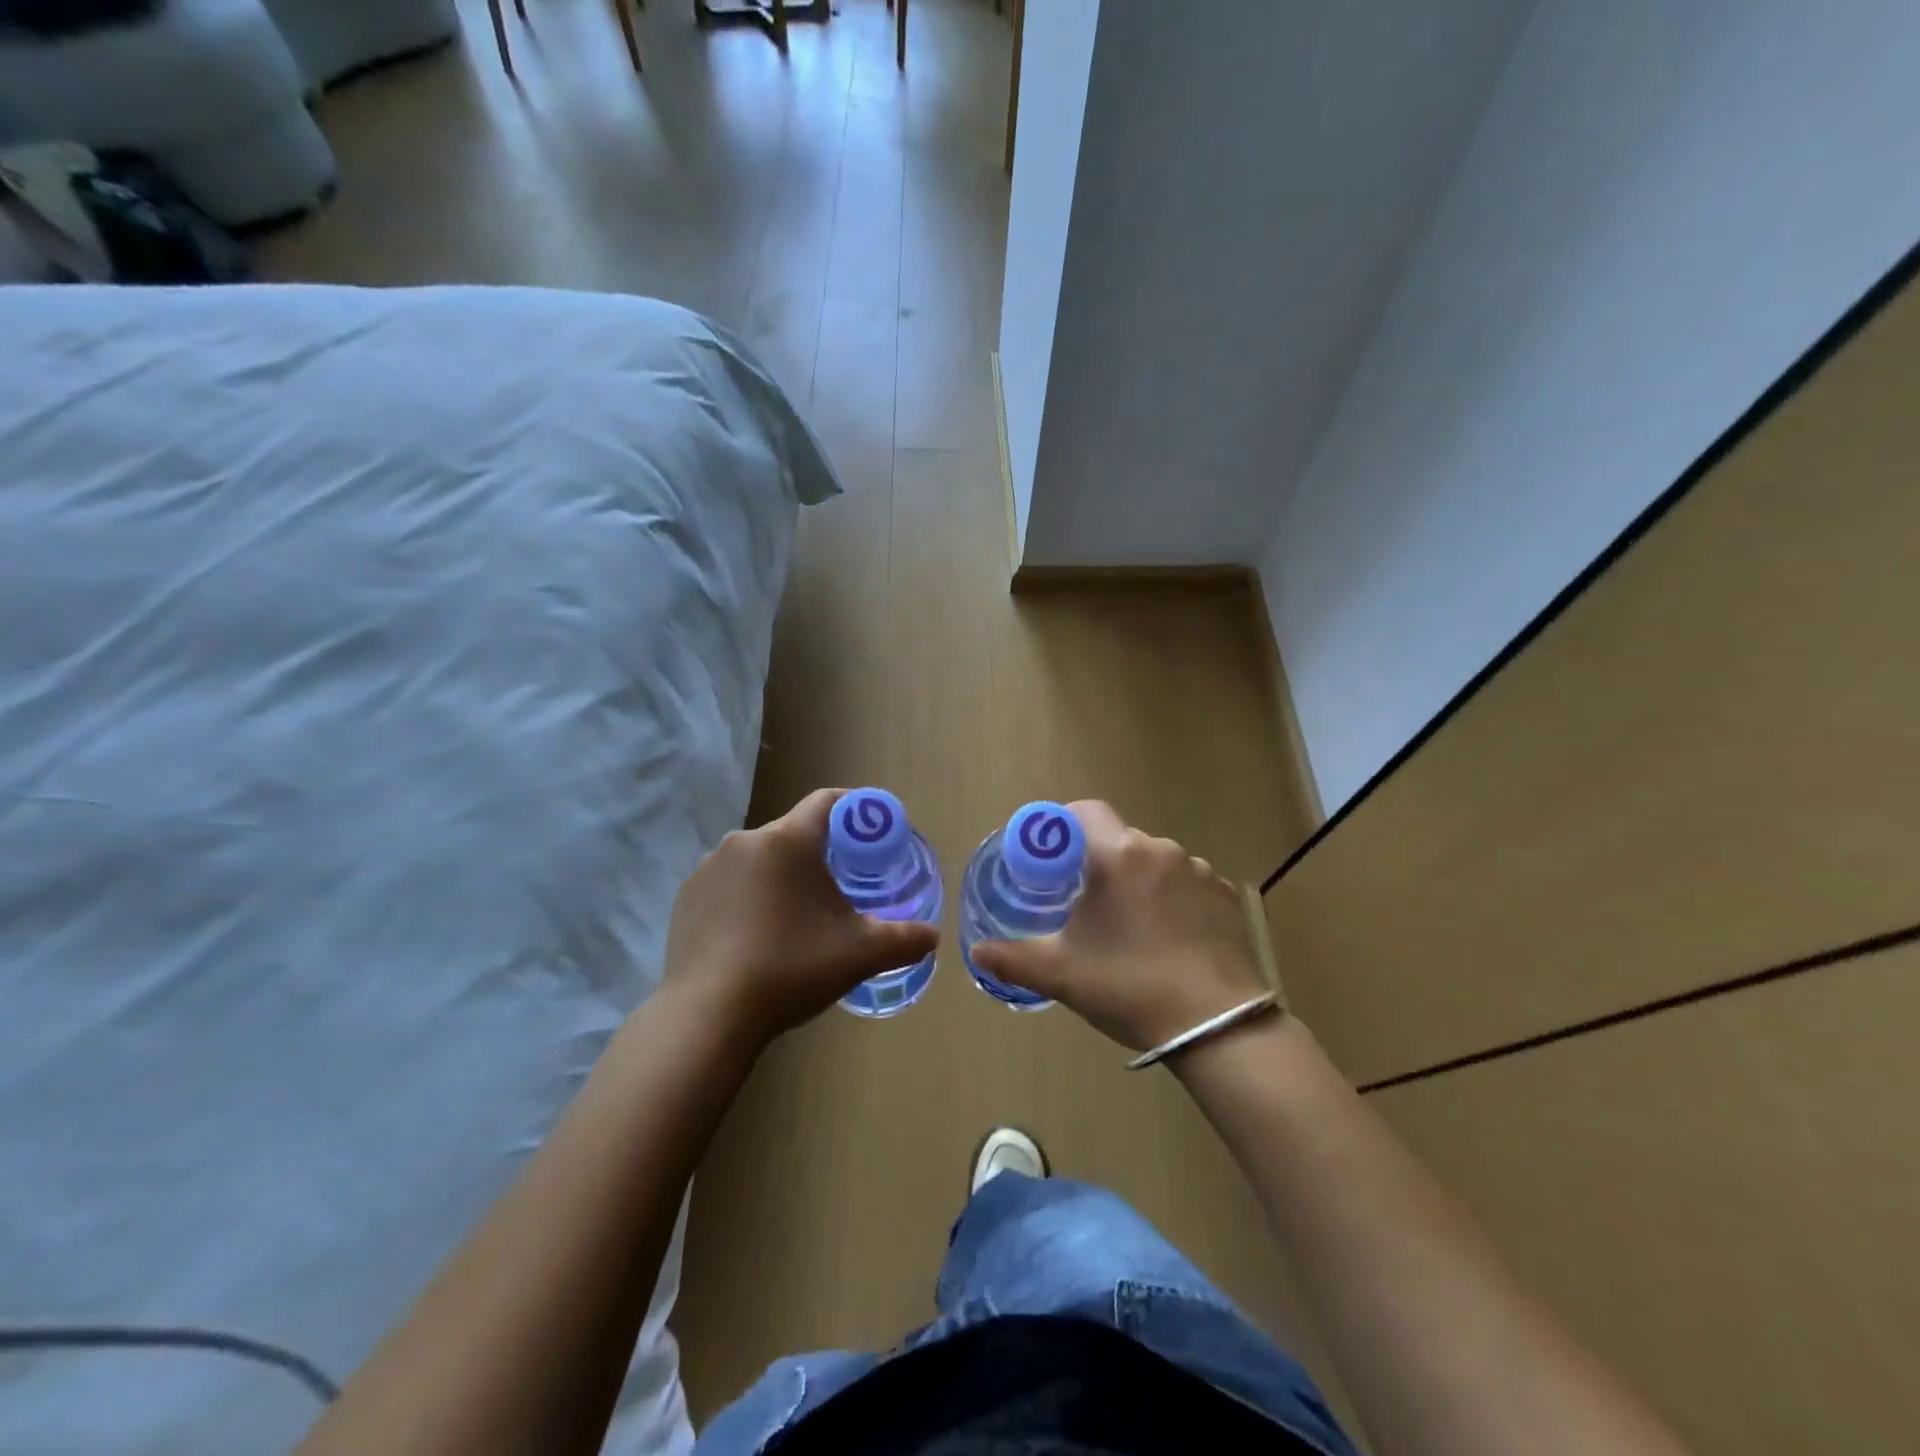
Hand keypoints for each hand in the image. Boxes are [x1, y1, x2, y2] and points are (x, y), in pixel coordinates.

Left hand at [662, 788, 940, 1048]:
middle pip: (794, 833)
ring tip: (795, 918)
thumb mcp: (859, 954)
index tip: (872, 832)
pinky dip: (747, 897)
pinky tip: (754, 936)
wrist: (708, 1015)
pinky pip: (729, 883)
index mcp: (788, 840)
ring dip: (781, 877)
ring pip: (760, 859)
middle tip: (840, 888)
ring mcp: (709, 867)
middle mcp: (745, 840)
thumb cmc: (791, 968)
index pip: (828, 801)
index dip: (855, 809)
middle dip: (819, 853)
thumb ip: (904, 940)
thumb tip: (933, 937)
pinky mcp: (686, 896)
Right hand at [970, 801, 1267, 1051]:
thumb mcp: (1061, 975)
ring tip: (1131, 929)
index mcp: (1118, 855)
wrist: (1218, 1027)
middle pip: (1119, 840)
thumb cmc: (1130, 987)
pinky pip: (1187, 884)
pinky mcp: (1227, 896)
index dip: (1062, 825)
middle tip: (1085, 905)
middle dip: (1099, 863)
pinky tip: (1170, 940)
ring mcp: (1200, 871)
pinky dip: (1173, 899)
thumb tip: (977, 952)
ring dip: (1138, 882)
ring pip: (1155, 863)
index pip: (1085, 811)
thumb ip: (1013, 958)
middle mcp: (1161, 850)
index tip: (1052, 858)